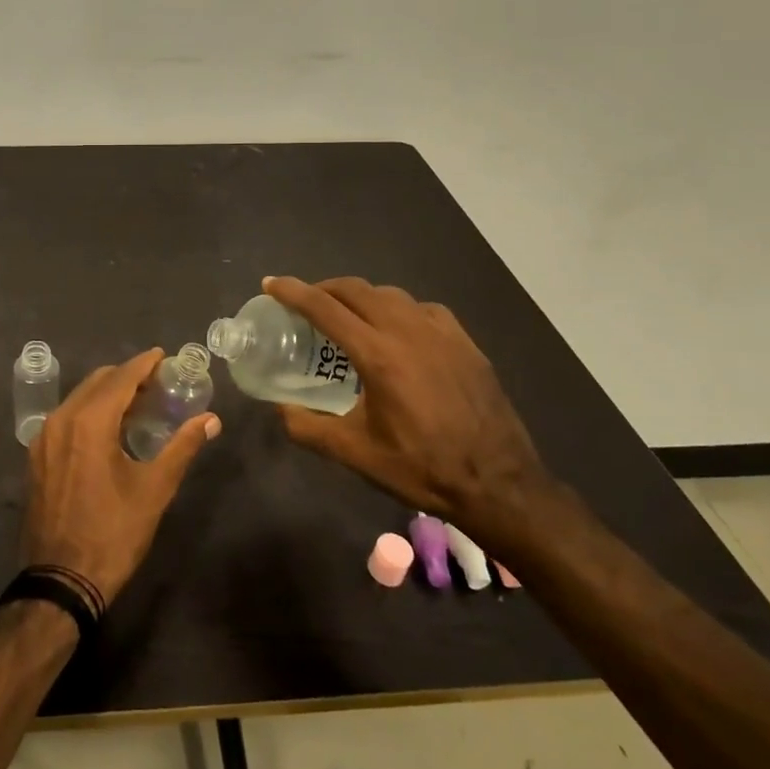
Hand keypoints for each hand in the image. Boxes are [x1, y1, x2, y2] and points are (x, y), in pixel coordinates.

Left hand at [20, 348, 219, 607]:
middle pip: (97, 382)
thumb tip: (211, 420)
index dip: (144, 364)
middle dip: (126, 377)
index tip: (163, 356)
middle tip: (157, 382)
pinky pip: (66, 418)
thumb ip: (182, 447)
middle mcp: (61, 419)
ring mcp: (43, 438)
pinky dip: (88, 412)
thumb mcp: (154, 489)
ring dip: (107, 394)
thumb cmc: (113, 533)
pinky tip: (108, 428)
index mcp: (88, 422)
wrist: (61, 579)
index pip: (120, 378)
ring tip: (137, 404)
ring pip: (78, 399)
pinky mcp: (37, 456)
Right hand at [264, 276, 549, 538]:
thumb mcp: (354, 453)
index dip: (292, 292)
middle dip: (323, 288)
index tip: (271, 284)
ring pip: (390, 295)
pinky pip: (422, 309)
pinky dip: (397, 309)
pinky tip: (396, 330)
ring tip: (347, 315)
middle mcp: (408, 332)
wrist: (498, 484)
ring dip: (360, 296)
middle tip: (304, 302)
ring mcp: (442, 333)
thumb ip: (307, 427)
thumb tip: (280, 409)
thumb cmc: (421, 468)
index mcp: (378, 356)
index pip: (325, 308)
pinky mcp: (465, 343)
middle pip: (356, 289)